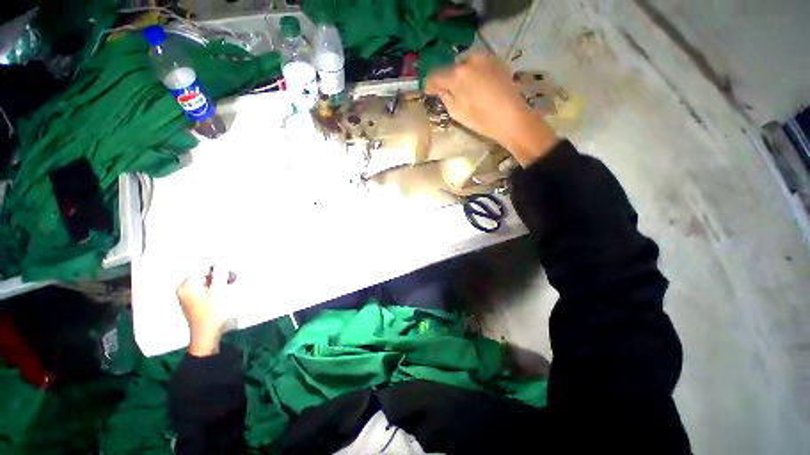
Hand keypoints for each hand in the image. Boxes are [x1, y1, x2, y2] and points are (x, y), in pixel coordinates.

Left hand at [176, 266, 231, 356]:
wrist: (208, 336)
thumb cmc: (212, 314)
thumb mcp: (219, 290)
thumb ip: (221, 273)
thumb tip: (222, 261)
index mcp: (187, 285)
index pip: (204, 267)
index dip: (219, 268)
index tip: (230, 273)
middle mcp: (184, 289)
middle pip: (205, 274)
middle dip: (220, 276)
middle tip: (230, 281)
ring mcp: (188, 296)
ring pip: (207, 282)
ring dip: (219, 283)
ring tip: (227, 289)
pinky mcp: (195, 302)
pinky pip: (206, 289)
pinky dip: (216, 289)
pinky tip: (222, 295)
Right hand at [425, 54, 558, 166]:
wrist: (513, 118)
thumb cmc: (482, 120)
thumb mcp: (457, 113)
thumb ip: (444, 97)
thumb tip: (438, 89)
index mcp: (458, 75)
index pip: (435, 75)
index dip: (429, 84)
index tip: (428, 91)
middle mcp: (470, 60)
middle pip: (451, 68)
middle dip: (447, 79)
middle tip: (447, 92)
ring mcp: (485, 58)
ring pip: (465, 66)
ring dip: (461, 76)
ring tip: (464, 90)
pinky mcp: (497, 61)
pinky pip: (478, 66)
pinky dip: (474, 74)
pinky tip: (477, 86)